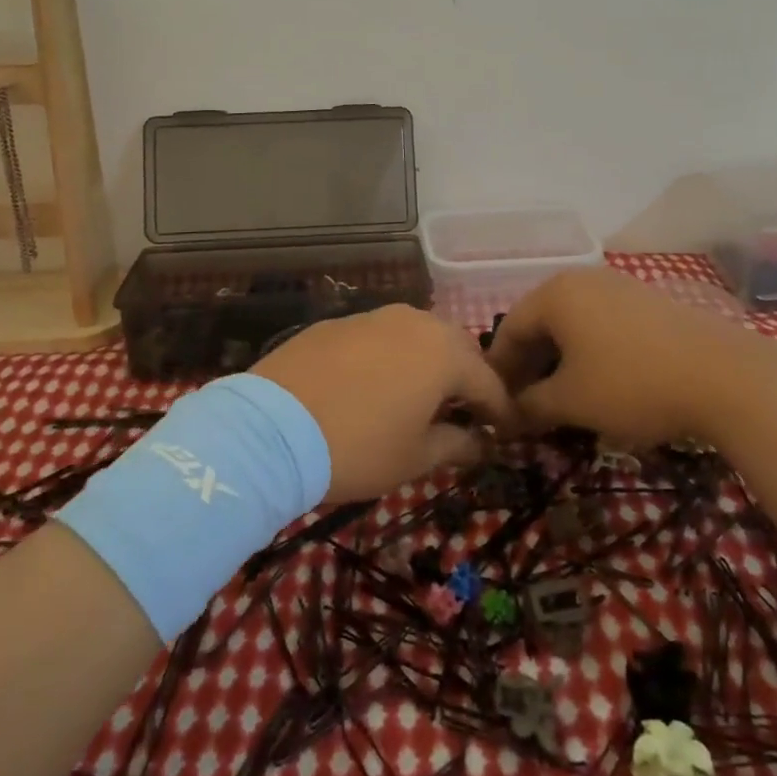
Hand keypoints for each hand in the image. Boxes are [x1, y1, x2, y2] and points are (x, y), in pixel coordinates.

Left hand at [253, 304, 517, 502]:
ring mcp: (373, 317)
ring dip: (429, 362)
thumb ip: (456, 445)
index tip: (506, 434)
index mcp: (444, 353)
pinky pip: (380, 336)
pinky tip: (377, 383)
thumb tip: (479, 442)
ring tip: (423, 395)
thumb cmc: (357, 447)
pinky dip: (391, 357)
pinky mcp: (338, 323)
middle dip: (468, 378)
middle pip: (457, 348)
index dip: (501, 411)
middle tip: (467, 411)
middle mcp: (414, 323)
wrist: (271, 428)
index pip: (489, 382)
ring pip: (418, 335)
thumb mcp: (414, 458)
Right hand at [483, 267, 776, 447]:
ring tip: (562, 398)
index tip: (496, 405)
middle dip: (529, 365)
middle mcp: (583, 280)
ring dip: (559, 361)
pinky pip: (602, 324)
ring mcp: (620, 286)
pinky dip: (590, 352)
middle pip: (540, 323)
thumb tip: (507, 416)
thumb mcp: (572, 401)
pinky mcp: (649, 302)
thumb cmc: (633, 384)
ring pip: (572, 324)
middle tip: (526, 405)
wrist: (727, 377)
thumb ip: (530, 405)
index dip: (499, 370)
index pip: (509, 330)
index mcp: (555, 294)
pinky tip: (600, 383)